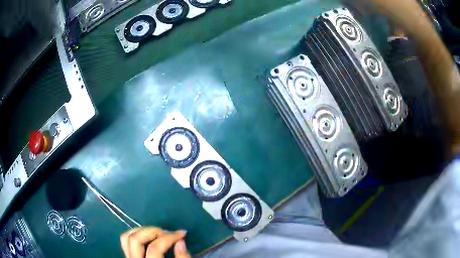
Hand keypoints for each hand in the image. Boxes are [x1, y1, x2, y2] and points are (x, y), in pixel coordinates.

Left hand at [120, 227, 190, 257]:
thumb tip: (180, 241)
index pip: (155, 248)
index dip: (169, 238)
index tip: (182, 234)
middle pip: (137, 240)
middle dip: (153, 231)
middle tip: (168, 232)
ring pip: (127, 239)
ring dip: (142, 230)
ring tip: (157, 232)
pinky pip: (125, 242)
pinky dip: (134, 234)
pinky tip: (146, 235)